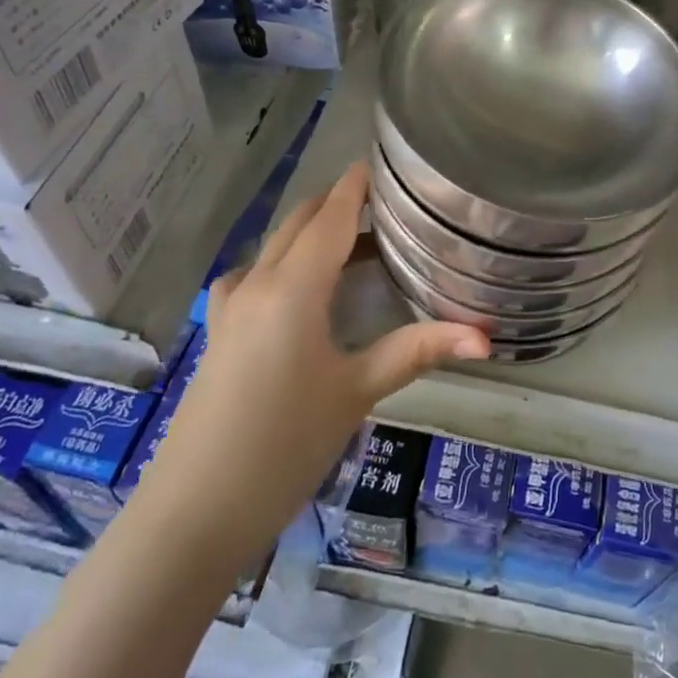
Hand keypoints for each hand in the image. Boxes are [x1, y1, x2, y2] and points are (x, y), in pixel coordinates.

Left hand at [140, 163, 487, 542]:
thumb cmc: (283, 446)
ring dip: (312, 232)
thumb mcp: (356, 393)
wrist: (192, 515)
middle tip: (387, 203)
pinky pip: (255, 273)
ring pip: (275, 245)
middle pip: (300, 221)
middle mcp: (258, 282)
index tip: (386, 162)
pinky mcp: (220, 332)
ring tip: (356, 243)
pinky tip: (302, 290)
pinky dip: (285, 261)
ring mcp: (231, 307)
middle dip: (338, 202)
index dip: (357, 185)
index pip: (331, 215)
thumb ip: (418, 351)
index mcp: (294, 286)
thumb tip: (485, 336)